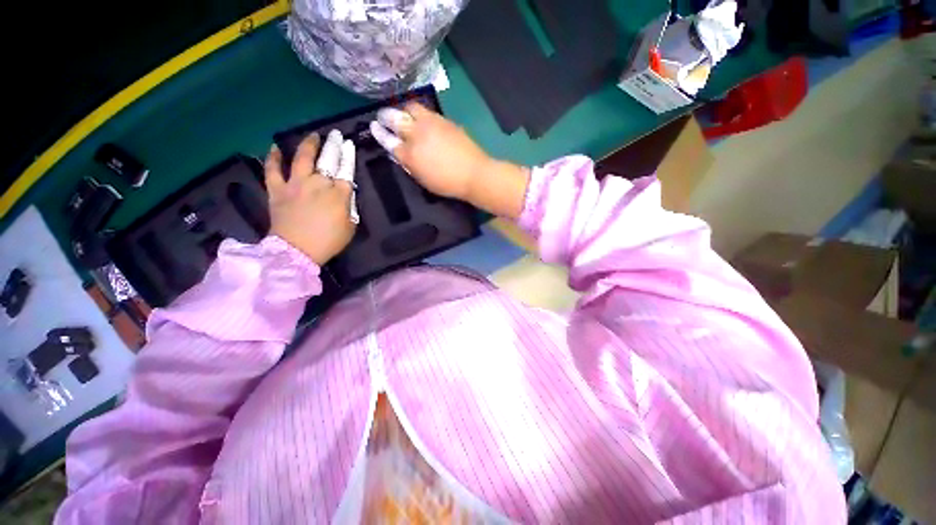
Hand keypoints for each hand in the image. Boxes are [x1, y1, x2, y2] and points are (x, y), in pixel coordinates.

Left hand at [265, 130, 357, 264]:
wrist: (297, 251)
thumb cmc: (329, 241)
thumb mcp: (350, 226)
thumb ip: (348, 207)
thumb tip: (345, 195)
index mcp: (339, 194)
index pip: (347, 171)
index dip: (348, 157)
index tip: (349, 146)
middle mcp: (318, 184)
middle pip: (327, 160)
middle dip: (333, 146)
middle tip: (335, 135)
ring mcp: (296, 185)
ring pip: (302, 158)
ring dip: (308, 145)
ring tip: (312, 136)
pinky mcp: (277, 190)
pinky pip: (273, 170)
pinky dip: (273, 158)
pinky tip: (275, 148)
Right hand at [369, 103, 492, 200]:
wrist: (473, 173)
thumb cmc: (447, 183)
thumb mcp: (423, 179)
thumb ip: (408, 164)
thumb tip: (399, 152)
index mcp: (410, 154)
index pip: (388, 139)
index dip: (379, 132)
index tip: (374, 127)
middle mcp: (417, 134)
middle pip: (395, 118)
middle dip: (386, 116)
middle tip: (383, 117)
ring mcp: (431, 124)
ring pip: (410, 108)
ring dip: (403, 110)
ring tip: (403, 115)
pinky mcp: (444, 120)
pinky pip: (426, 110)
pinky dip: (418, 112)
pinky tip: (420, 117)